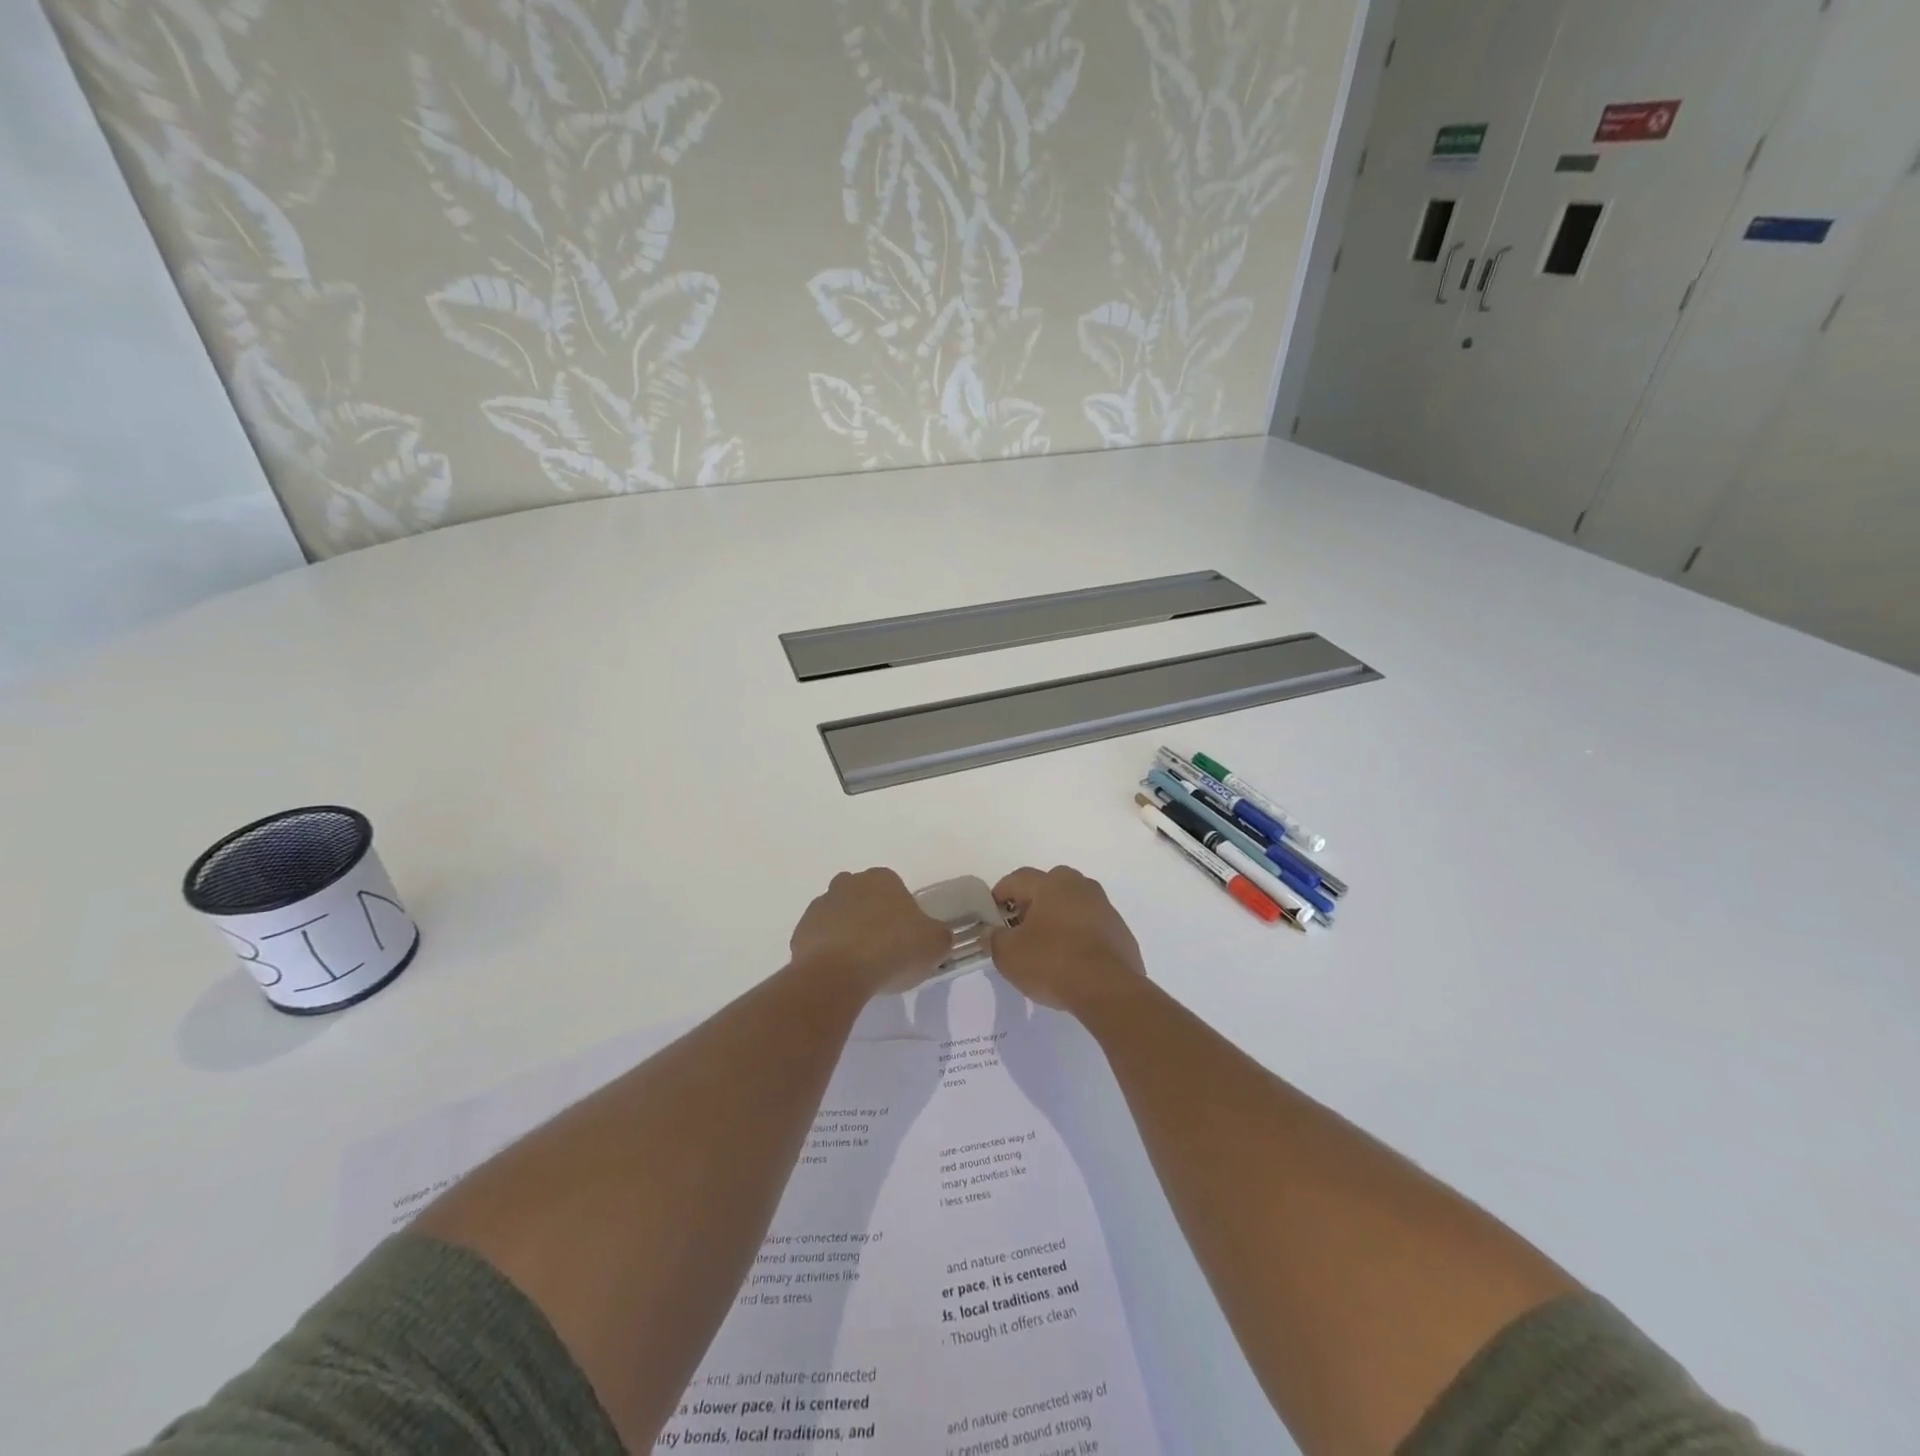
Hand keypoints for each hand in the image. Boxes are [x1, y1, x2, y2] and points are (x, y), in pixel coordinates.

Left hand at [790, 868, 953, 997]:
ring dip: (848, 932)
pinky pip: (820, 939)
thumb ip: (940, 935)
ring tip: (860, 965)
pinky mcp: (801, 931)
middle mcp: (848, 883)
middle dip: (871, 916)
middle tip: (883, 948)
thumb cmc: (892, 949)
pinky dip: (829, 951)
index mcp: (882, 878)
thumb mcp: (935, 943)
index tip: (906, 937)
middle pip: (863, 897)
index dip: (901, 912)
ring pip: (839, 916)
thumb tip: (937, 935)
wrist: (838, 973)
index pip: (895, 888)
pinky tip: (840, 973)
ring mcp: (821, 905)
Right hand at [989, 866, 1146, 1014]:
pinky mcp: (1120, 931)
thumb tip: (989, 932)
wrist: (1109, 990)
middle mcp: (1080, 886)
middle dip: (1032, 902)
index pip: (1018, 878)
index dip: (1001, 893)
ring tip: (1047, 945)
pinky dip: (1079, 935)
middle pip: (1050, 885)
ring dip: (1059, 918)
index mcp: (1051, 884)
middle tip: (1021, 927)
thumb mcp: (1008, 954)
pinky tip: (1073, 960)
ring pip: (1074, 904)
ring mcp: (1104, 907)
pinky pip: (1092, 925)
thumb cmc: (1052, 963)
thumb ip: (994, 938)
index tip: (993, 914)